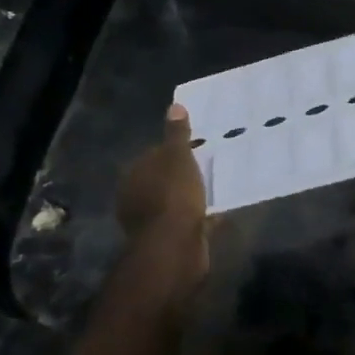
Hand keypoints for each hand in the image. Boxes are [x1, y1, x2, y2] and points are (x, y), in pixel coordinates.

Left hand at [114, 104, 208, 303]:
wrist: (175, 248)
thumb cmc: (173, 195)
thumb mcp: (177, 157)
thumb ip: (177, 134)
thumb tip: (174, 106)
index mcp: (134, 175)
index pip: (153, 155)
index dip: (174, 149)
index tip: (197, 146)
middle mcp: (137, 198)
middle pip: (163, 179)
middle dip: (183, 173)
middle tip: (210, 163)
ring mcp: (152, 221)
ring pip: (175, 201)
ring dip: (192, 195)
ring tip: (218, 185)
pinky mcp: (170, 239)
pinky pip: (188, 220)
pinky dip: (201, 215)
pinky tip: (220, 209)